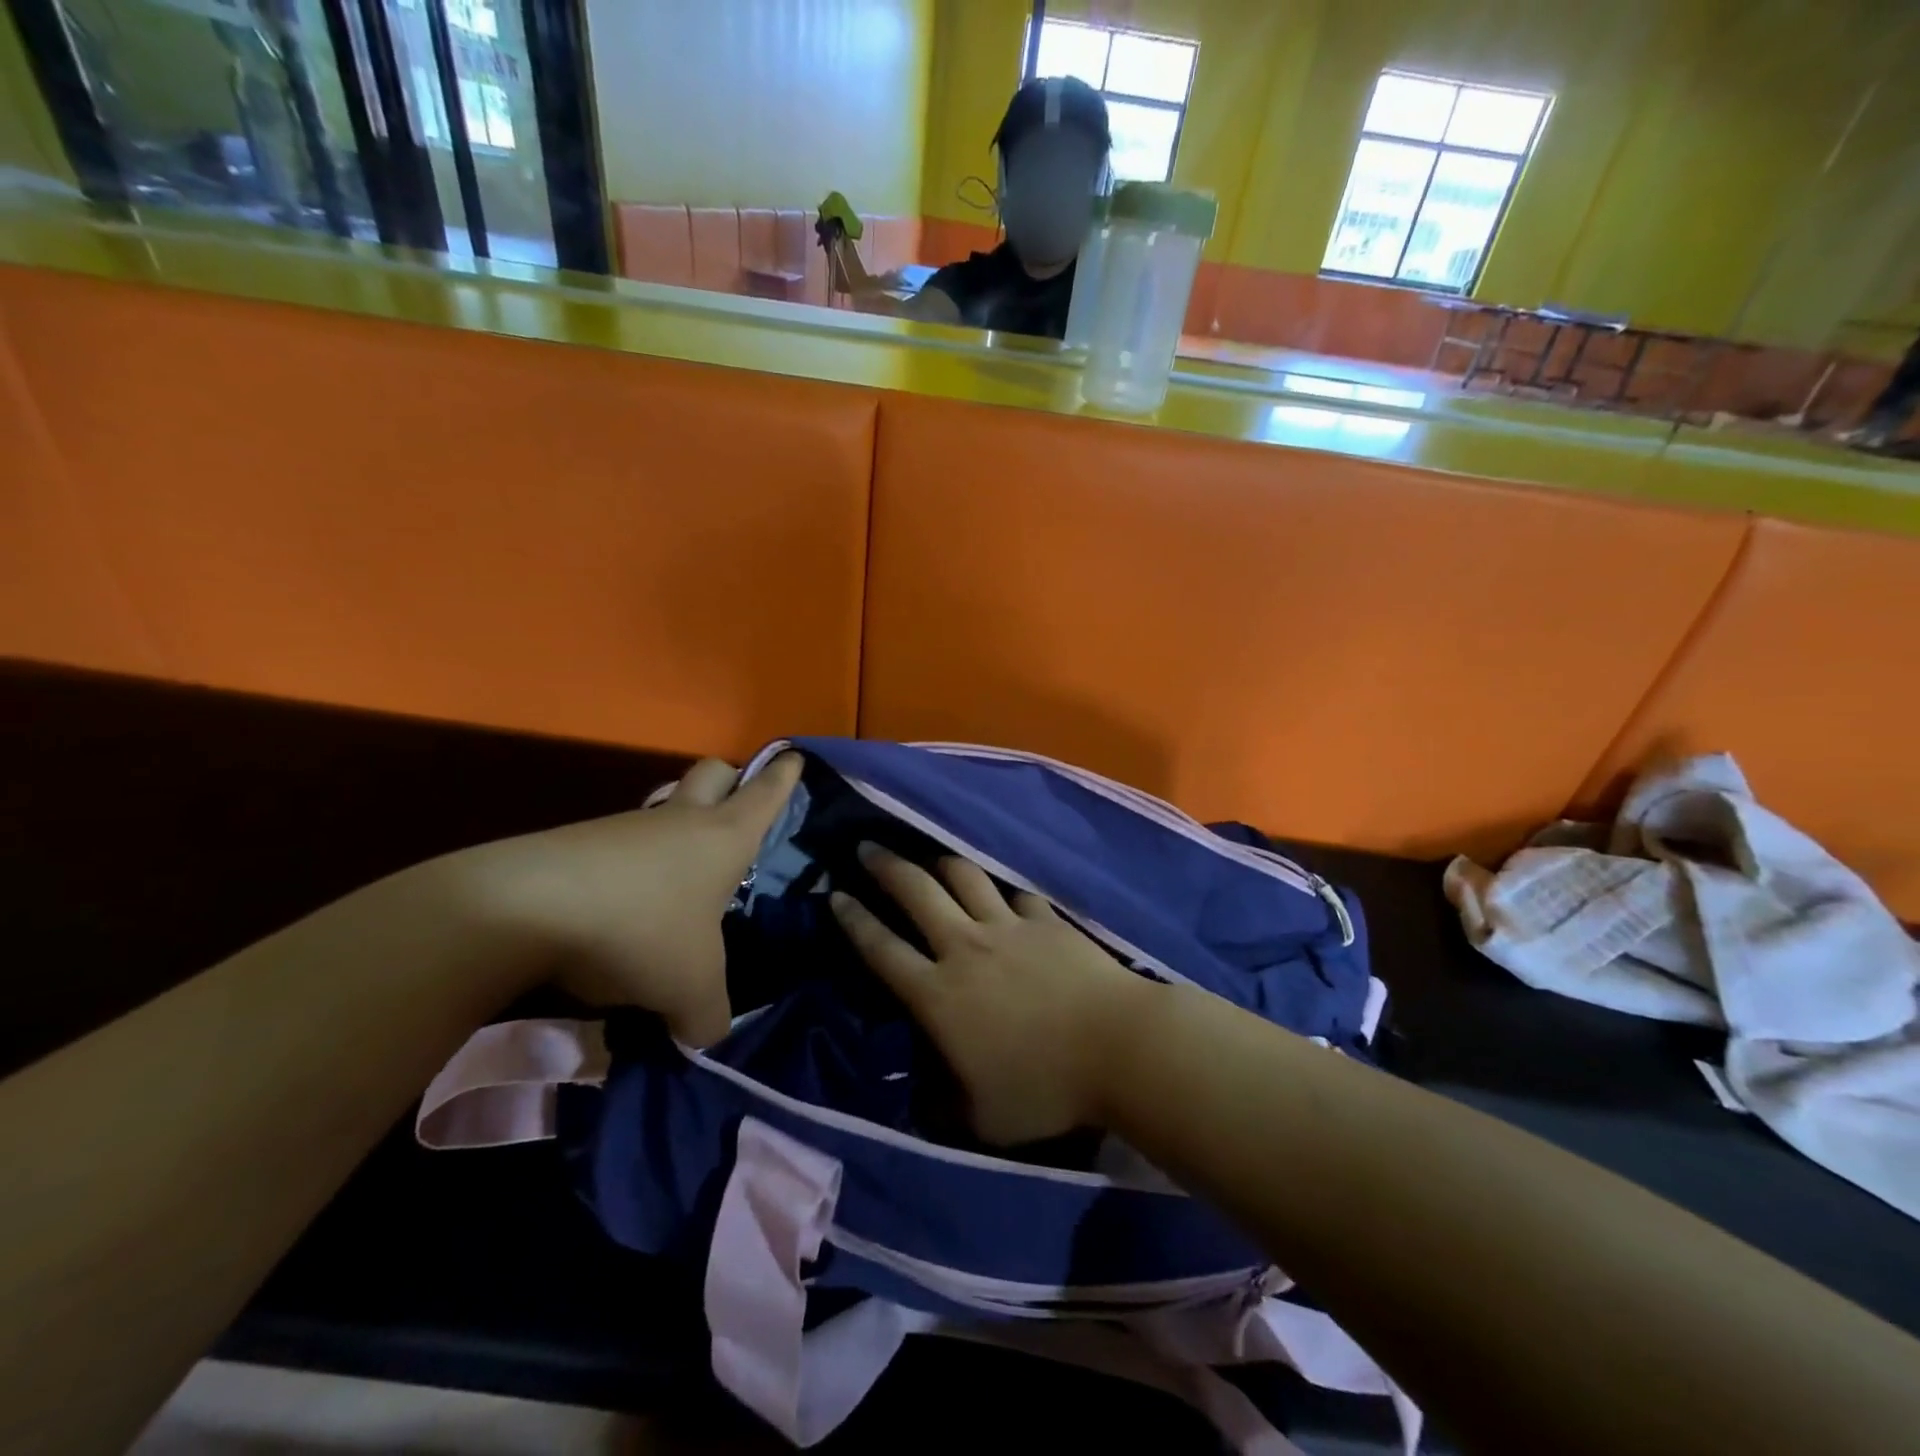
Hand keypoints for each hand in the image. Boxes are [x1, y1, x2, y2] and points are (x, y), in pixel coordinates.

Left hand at [464, 754, 800, 1045]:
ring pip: (662, 809)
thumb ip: (709, 1016)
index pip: (766, 792)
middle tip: (736, 806)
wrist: (526, 908)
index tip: (794, 758)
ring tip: (679, 880)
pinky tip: (625, 908)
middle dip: (730, 780)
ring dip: (675, 828)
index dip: (784, 776)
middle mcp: (680, 820)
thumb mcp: (691, 988)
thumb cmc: (643, 929)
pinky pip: (620, 844)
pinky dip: (632, 866)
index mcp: (724, 837)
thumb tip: (707, 1034)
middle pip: (712, 773)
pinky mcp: (580, 843)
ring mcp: (627, 827)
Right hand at [829, 845, 1153, 1144]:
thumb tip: (926, 1100)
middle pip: (916, 892)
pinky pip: (1016, 894)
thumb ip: (946, 1105)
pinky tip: (1003, 894)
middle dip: (885, 867)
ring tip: (929, 857)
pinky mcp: (1046, 920)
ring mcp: (1008, 927)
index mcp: (939, 994)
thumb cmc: (1046, 1088)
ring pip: (964, 878)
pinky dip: (1003, 892)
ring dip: (940, 863)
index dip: (854, 920)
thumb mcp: (983, 1118)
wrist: (1116, 1046)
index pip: (882, 949)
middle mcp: (965, 947)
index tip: (836, 894)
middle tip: (865, 848)